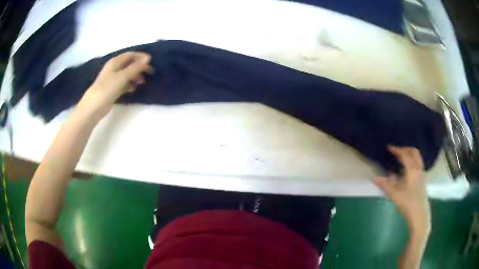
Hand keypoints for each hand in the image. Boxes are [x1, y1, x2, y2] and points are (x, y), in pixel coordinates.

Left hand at [78, 52, 152, 118]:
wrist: (94, 107)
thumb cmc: (107, 89)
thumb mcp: (123, 76)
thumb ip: (135, 67)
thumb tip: (148, 59)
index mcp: (115, 62)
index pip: (130, 55)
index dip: (141, 57)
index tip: (151, 62)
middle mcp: (114, 68)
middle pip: (129, 64)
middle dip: (139, 67)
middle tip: (149, 73)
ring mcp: (112, 79)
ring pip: (127, 74)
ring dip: (135, 76)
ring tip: (142, 82)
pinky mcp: (112, 89)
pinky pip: (124, 83)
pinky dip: (130, 84)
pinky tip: (134, 89)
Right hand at [374, 146, 430, 234]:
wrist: (420, 216)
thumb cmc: (408, 205)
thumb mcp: (395, 196)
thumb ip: (385, 185)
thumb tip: (374, 177)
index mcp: (413, 170)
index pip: (405, 155)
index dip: (397, 150)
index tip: (389, 147)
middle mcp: (419, 169)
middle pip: (414, 152)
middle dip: (405, 149)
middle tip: (396, 151)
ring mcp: (422, 174)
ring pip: (417, 158)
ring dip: (409, 155)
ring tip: (401, 158)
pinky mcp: (422, 180)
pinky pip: (418, 164)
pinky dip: (412, 162)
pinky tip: (406, 170)